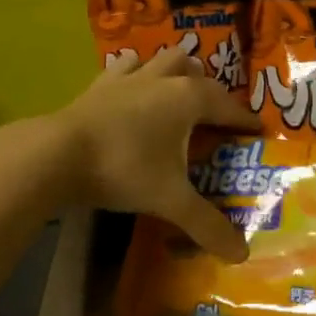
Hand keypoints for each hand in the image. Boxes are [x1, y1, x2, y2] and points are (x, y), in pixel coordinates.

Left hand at [53, 48, 258, 261]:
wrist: (58, 154)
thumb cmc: (125, 168)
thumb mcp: (170, 200)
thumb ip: (207, 225)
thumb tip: (242, 254)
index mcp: (188, 98)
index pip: (227, 104)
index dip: (244, 118)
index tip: (257, 129)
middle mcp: (163, 79)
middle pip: (194, 71)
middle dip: (207, 88)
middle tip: (212, 116)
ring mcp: (129, 78)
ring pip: (161, 60)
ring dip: (173, 72)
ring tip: (176, 94)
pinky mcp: (100, 85)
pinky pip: (124, 69)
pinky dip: (135, 74)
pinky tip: (132, 90)